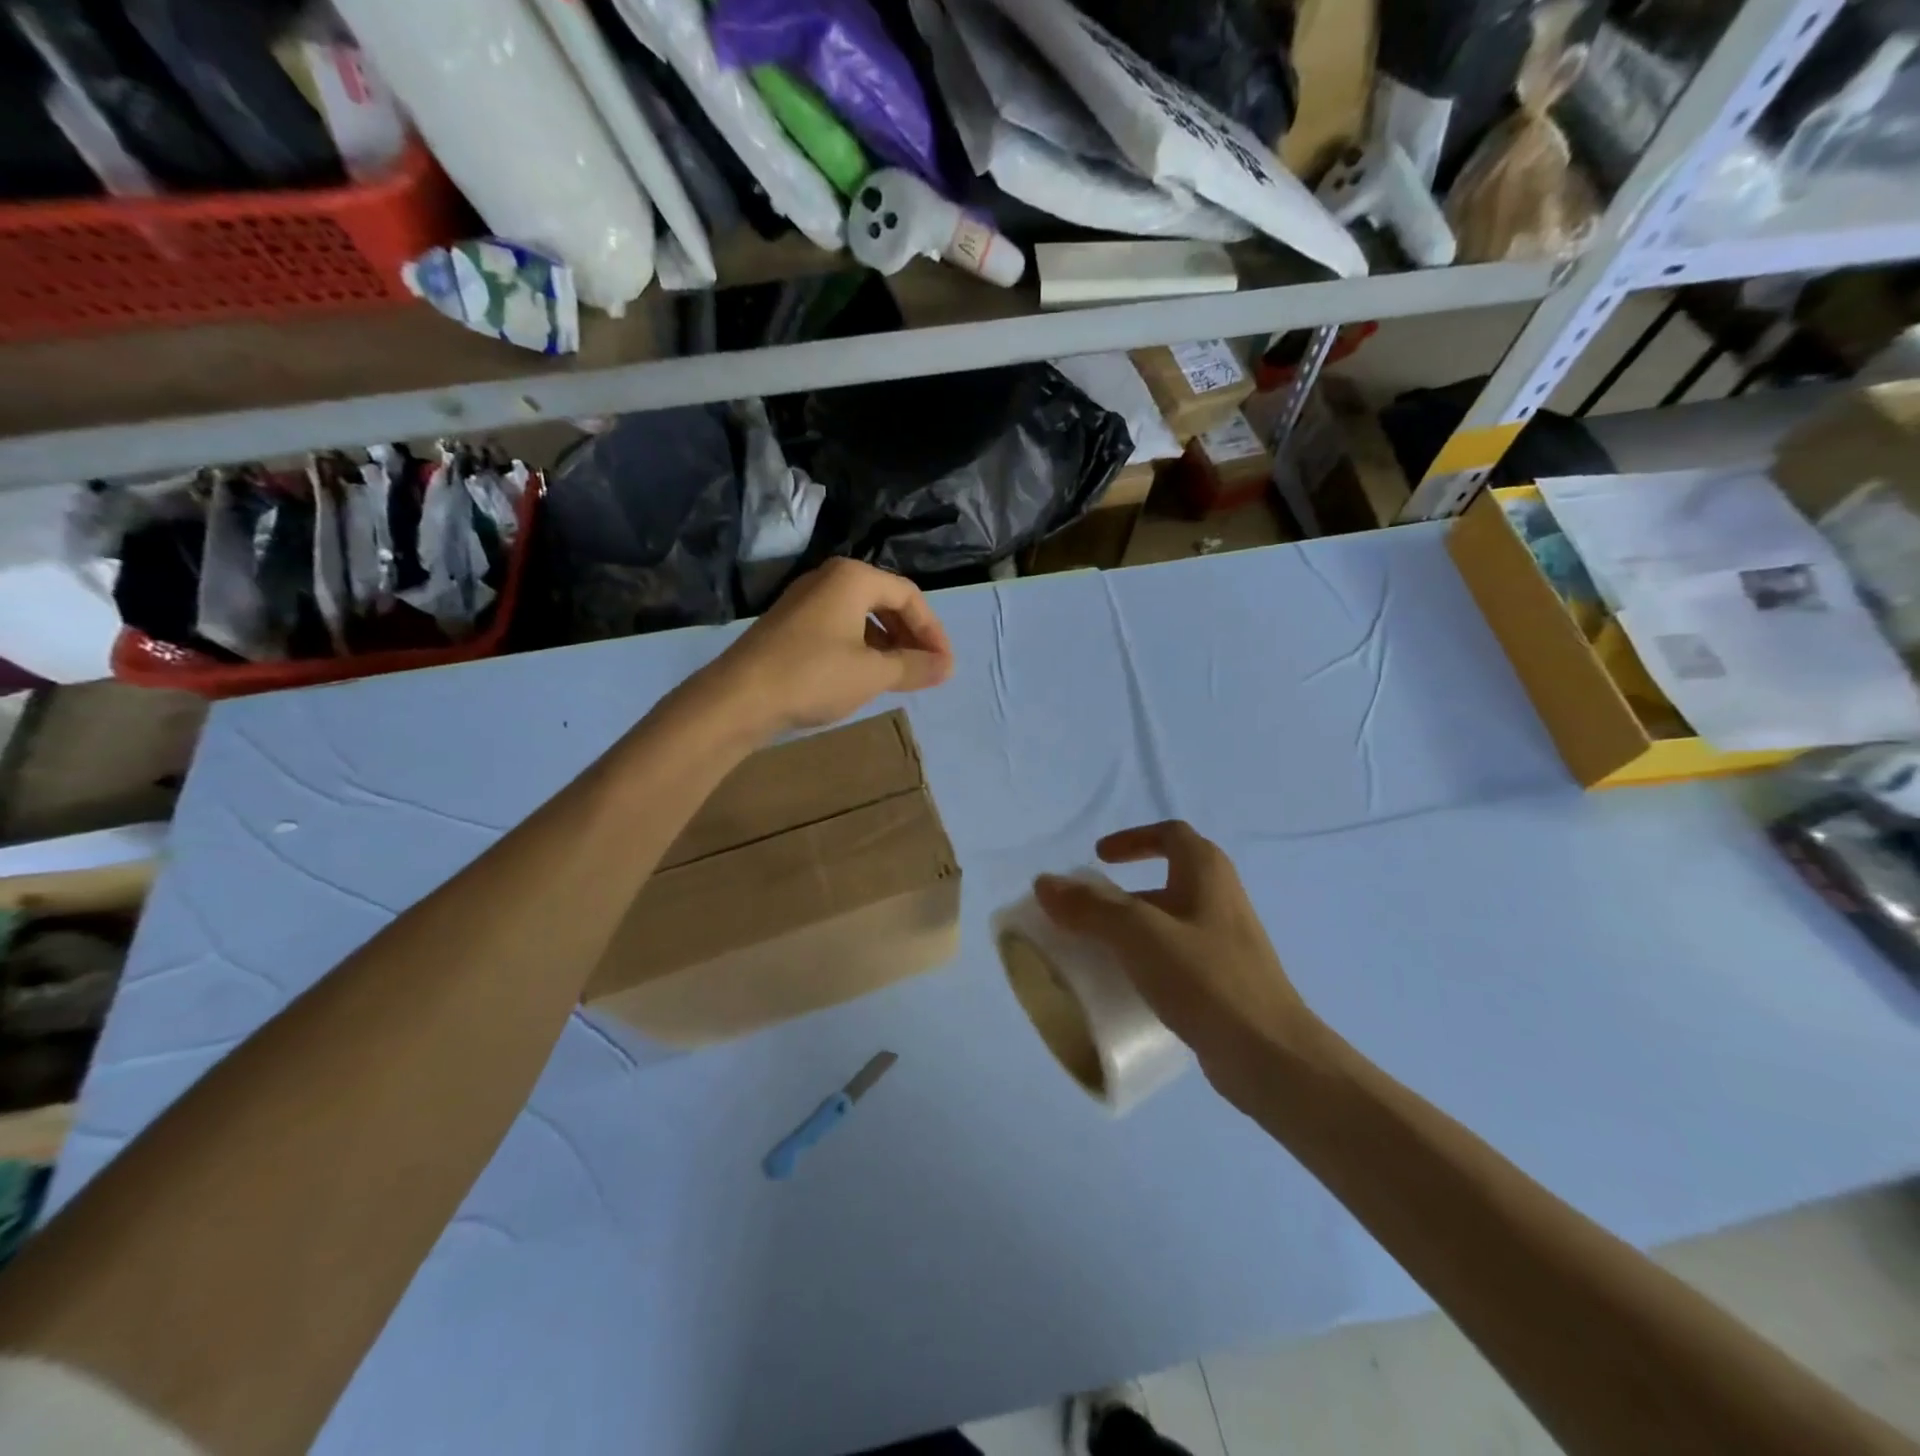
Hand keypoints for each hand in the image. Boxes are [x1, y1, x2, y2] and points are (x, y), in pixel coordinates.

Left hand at [704, 559, 953, 739]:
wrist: (738, 697)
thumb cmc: (814, 676)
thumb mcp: (872, 673)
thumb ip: (914, 666)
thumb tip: (946, 667)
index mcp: (853, 578)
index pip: (909, 596)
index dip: (933, 632)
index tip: (945, 665)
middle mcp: (829, 579)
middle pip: (885, 601)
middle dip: (911, 636)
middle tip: (927, 669)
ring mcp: (806, 600)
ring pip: (862, 616)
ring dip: (888, 643)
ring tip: (901, 675)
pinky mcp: (790, 624)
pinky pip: (840, 627)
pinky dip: (862, 648)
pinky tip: (865, 674)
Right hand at [1034, 821, 1322, 1110]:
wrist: (1270, 1056)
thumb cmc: (1206, 978)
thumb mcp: (1139, 934)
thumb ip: (1090, 907)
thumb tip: (1044, 883)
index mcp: (1207, 873)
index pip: (1169, 835)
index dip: (1133, 839)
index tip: (1099, 858)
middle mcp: (1220, 899)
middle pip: (1166, 879)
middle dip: (1124, 892)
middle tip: (1087, 912)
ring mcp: (1226, 942)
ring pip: (1170, 922)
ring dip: (1133, 929)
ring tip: (1097, 951)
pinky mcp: (1225, 982)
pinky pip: (1177, 958)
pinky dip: (1148, 961)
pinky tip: (1127, 987)